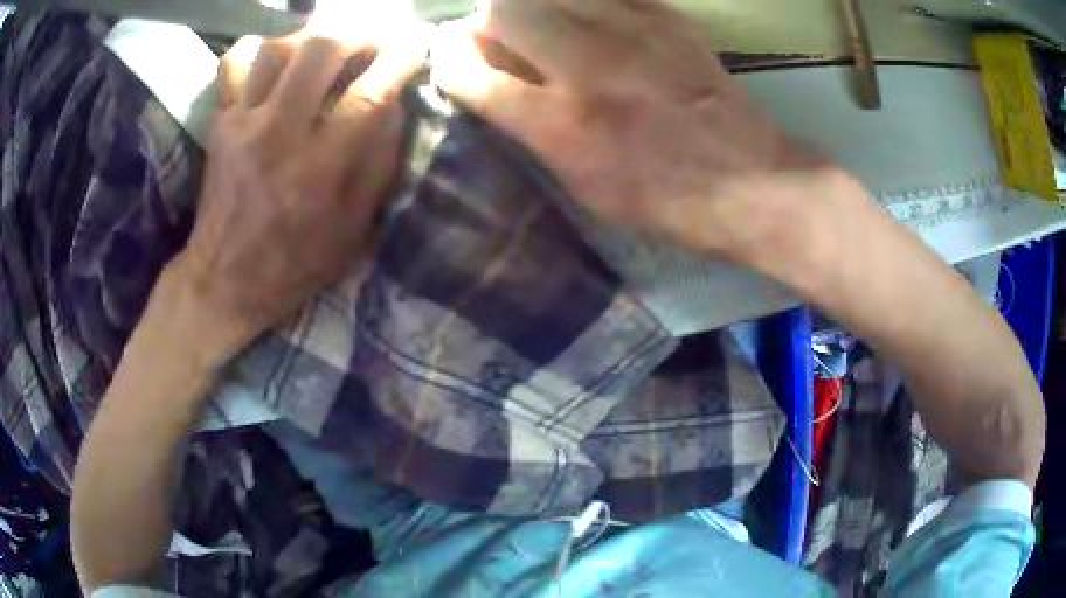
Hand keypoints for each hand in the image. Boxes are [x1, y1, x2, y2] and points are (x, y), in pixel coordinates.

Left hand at [170, 29, 425, 357]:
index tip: (415, 50)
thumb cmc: (294, 264)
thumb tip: (395, 106)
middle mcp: (280, 134)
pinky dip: (257, 49)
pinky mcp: (220, 123)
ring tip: (326, 50)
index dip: (401, 61)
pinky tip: (275, 59)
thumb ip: (379, 167)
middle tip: (371, 44)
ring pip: (277, 47)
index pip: (369, 93)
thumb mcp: (352, 231)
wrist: (224, 281)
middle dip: (357, 34)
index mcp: (320, 168)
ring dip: (311, 38)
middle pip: (321, 49)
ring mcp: (243, 123)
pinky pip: (234, 64)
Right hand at [431, 0, 841, 261]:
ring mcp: (631, 32)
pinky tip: (591, 18)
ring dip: (532, 3)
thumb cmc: (663, 200)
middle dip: (488, 22)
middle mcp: (586, 66)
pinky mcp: (667, 18)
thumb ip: (531, 131)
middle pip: (503, 9)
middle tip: (502, 38)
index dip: (450, 63)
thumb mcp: (583, 187)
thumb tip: (496, 85)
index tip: (454, 63)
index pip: (470, 73)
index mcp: (561, 124)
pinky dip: (583, 1)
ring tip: (546, 25)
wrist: (750, 182)